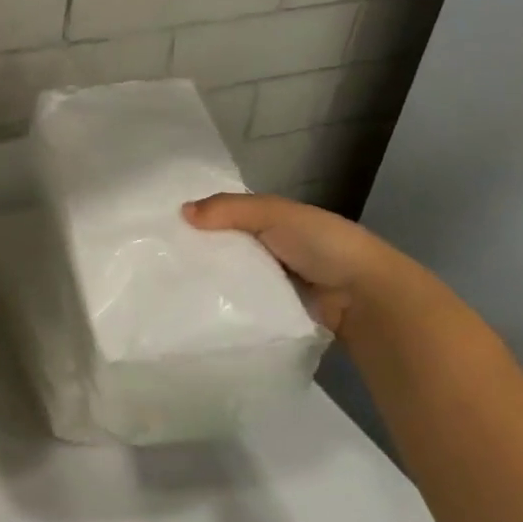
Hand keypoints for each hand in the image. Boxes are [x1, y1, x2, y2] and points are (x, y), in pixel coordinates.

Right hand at [182, 193, 402, 334]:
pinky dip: (223, 304)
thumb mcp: (276, 214)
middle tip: (157, 259)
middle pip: (227, 249)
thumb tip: (182, 212)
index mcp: (278, 222)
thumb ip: (231, 209)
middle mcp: (274, 251)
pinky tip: (195, 305)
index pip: (230, 217)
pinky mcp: (274, 313)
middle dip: (199, 251)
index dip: (202, 218)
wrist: (365, 298)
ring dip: (209, 280)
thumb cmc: (324, 245)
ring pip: (231, 278)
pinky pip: (241, 304)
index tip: (164, 226)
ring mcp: (275, 284)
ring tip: (169, 284)